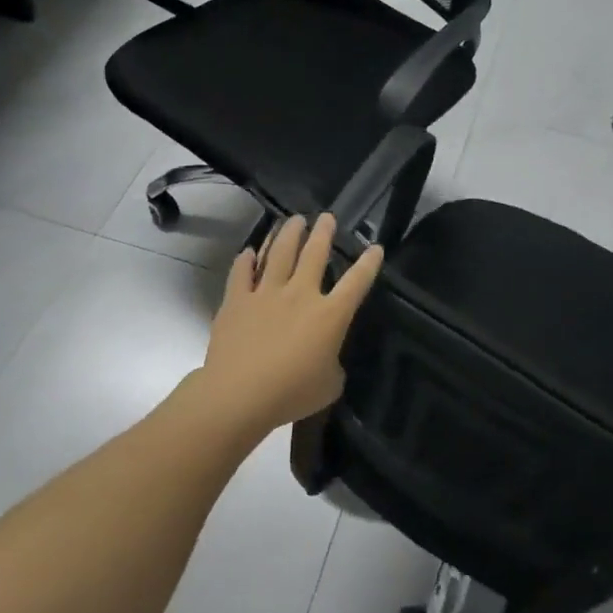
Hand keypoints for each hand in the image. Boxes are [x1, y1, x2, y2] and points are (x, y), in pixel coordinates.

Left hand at [198, 214, 382, 437]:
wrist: (238, 395)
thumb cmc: (291, 394)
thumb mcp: (329, 385)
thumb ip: (332, 365)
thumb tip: (326, 359)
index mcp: (330, 315)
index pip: (356, 283)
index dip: (368, 264)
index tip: (375, 247)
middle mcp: (300, 295)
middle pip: (314, 254)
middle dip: (324, 233)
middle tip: (327, 217)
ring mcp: (266, 294)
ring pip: (279, 254)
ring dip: (288, 234)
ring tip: (294, 220)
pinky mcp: (236, 301)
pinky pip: (241, 274)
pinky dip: (245, 261)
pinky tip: (248, 252)